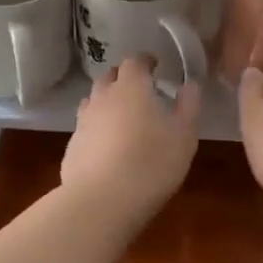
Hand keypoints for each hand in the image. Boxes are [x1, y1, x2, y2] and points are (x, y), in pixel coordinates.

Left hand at [61, 57, 200, 223]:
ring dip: (107, 102)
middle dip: (123, 78)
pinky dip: (97, 130)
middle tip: (139, 90)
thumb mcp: (184, 135)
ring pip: (93, 101)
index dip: (145, 61)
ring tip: (122, 117)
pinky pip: (86, 129)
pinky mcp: (72, 147)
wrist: (102, 202)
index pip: (134, 61)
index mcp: (131, 88)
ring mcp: (83, 122)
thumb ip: (189, 106)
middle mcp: (102, 97)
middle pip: (109, 77)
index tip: (155, 66)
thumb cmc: (152, 163)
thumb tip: (189, 85)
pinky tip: (107, 148)